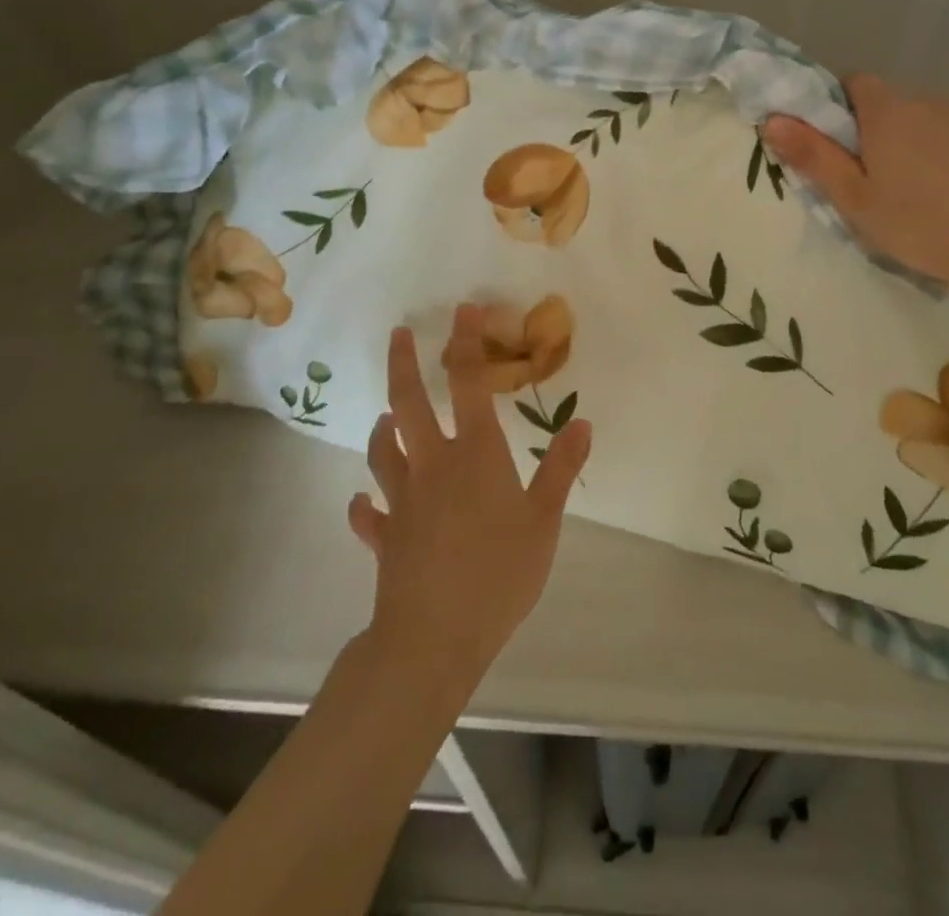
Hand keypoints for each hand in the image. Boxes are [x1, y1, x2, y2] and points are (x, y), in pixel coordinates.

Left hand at [347, 305, 591, 684]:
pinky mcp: (385, 536)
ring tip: (386, 417)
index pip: (468, 383)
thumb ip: (561, 468)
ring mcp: (401, 500)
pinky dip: (366, 505)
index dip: (466, 342)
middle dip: (403, 363)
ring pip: (382, 451)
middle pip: (408, 403)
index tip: (465, 310)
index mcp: (475, 453)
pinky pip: (369, 514)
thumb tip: (583, 422)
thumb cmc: (498, 574)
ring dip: (382, 429)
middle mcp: (432, 465)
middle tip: (400, 334)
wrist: (434, 637)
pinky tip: (365, 505)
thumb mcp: (544, 521)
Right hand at [763, 75, 948, 319]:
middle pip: (896, 103)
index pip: (855, 82)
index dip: (843, 108)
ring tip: (933, 188)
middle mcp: (931, 98)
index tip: (844, 146)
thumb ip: (813, 156)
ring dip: (926, 138)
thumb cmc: (919, 225)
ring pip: (936, 116)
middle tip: (885, 180)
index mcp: (888, 112)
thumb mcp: (854, 199)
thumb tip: (772, 119)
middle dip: (885, 130)